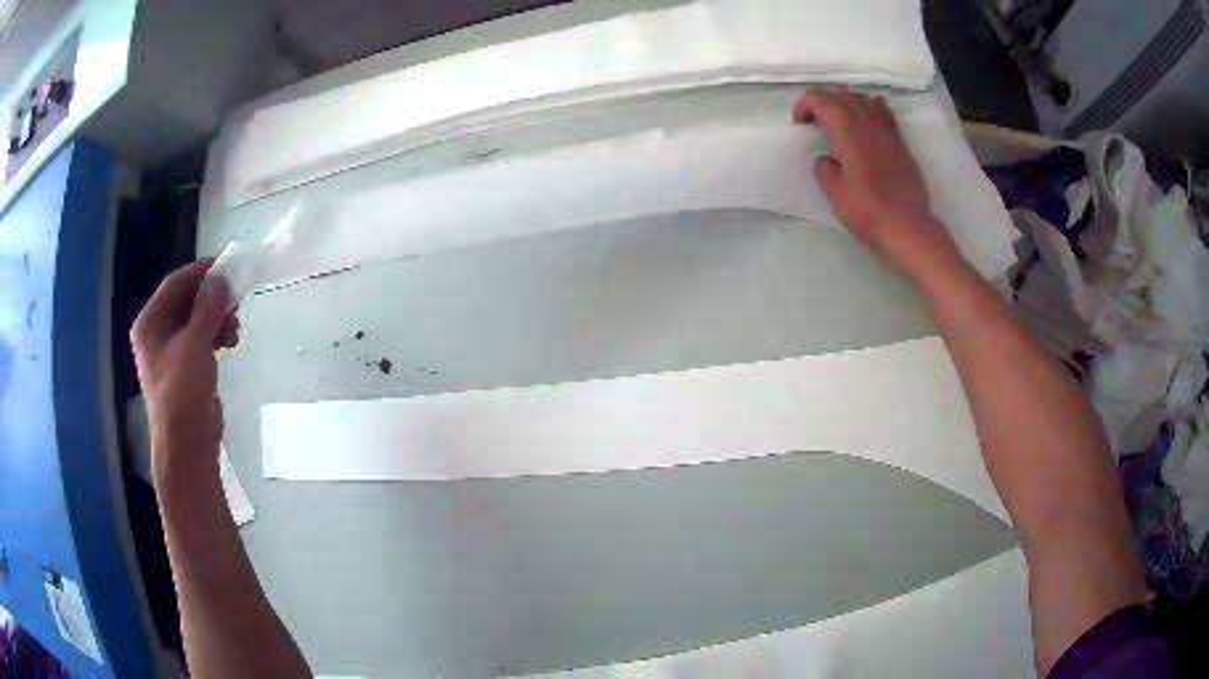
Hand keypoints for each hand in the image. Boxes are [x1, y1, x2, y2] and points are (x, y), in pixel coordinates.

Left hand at [131, 259, 239, 481]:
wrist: (187, 447)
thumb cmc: (182, 393)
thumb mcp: (194, 345)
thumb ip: (208, 309)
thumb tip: (222, 281)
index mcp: (149, 323)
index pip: (175, 284)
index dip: (201, 271)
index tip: (228, 264)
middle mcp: (157, 333)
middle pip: (186, 300)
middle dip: (212, 297)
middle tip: (236, 296)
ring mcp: (172, 351)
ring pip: (197, 319)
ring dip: (217, 317)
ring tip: (236, 325)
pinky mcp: (187, 367)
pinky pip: (202, 338)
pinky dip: (217, 334)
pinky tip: (232, 340)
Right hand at [793, 88, 962, 277]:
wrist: (908, 227)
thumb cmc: (868, 211)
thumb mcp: (835, 194)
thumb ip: (825, 169)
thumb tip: (828, 159)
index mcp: (847, 131)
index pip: (820, 99)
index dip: (804, 105)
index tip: (800, 125)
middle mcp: (867, 122)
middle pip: (840, 94)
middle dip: (821, 101)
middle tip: (814, 121)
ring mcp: (887, 130)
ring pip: (862, 98)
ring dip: (845, 102)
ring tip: (838, 120)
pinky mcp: (900, 142)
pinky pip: (883, 111)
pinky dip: (868, 108)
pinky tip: (866, 123)